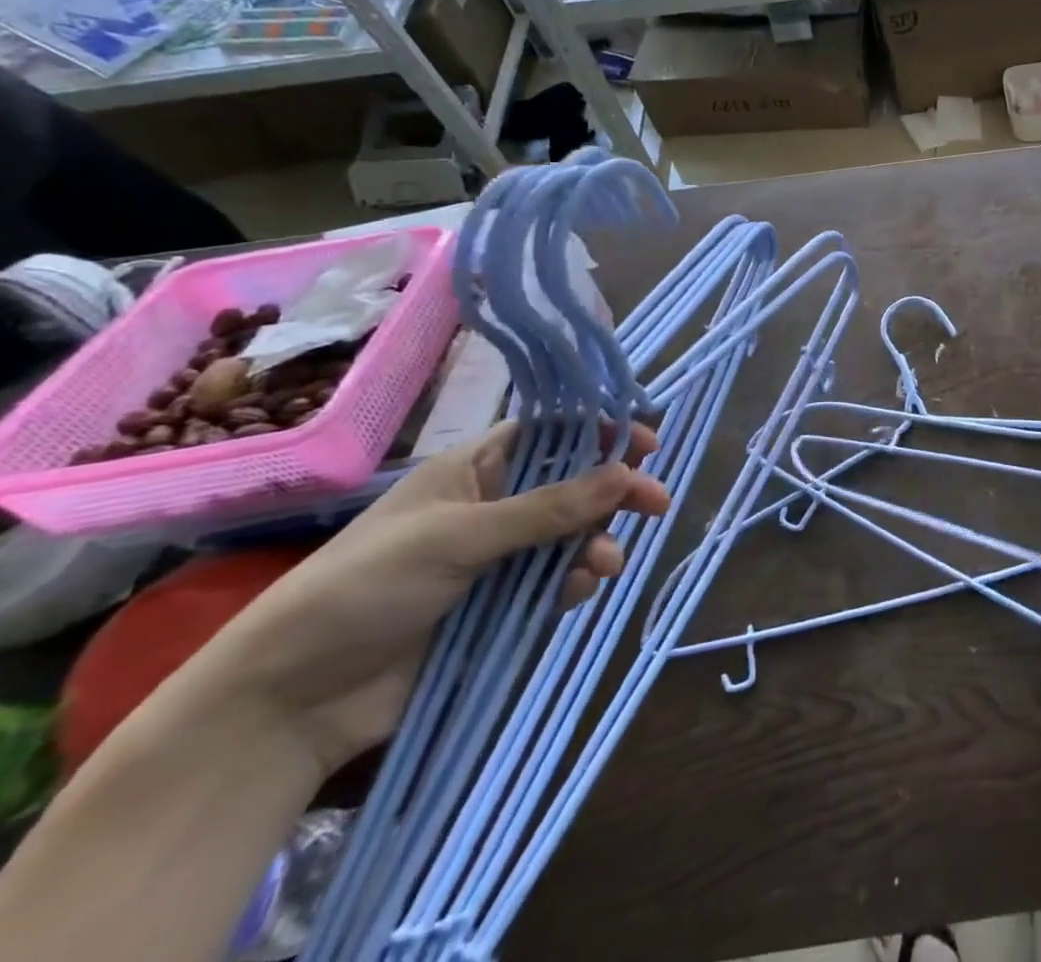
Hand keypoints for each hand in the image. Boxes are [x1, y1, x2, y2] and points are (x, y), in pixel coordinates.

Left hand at [196, 420, 667, 773]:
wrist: (291, 701)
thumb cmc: (366, 588)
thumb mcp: (459, 537)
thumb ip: (548, 508)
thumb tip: (626, 473)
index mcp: (472, 471)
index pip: (549, 434)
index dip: (598, 433)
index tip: (646, 444)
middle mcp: (491, 506)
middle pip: (571, 486)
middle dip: (613, 493)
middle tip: (655, 504)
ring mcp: (496, 559)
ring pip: (570, 537)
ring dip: (596, 545)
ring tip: (603, 566)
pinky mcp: (499, 607)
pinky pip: (555, 582)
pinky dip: (574, 583)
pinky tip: (577, 592)